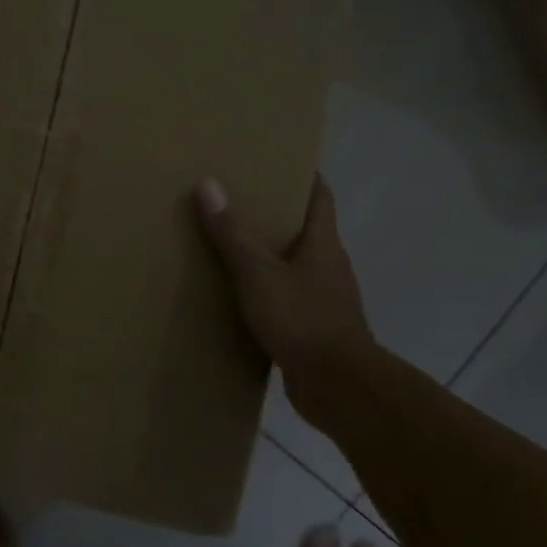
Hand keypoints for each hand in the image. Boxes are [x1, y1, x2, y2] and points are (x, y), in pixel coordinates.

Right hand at [195, 175, 377, 409]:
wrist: (337, 385)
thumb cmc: (301, 319)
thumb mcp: (257, 273)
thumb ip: (232, 233)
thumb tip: (208, 184)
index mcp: (323, 244)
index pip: (320, 197)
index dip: (304, 176)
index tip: (279, 160)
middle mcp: (330, 266)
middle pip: (307, 230)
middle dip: (278, 215)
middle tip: (240, 201)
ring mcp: (326, 300)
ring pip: (297, 267)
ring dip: (272, 256)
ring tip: (233, 248)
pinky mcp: (316, 329)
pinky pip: (290, 300)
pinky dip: (269, 292)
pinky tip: (242, 298)